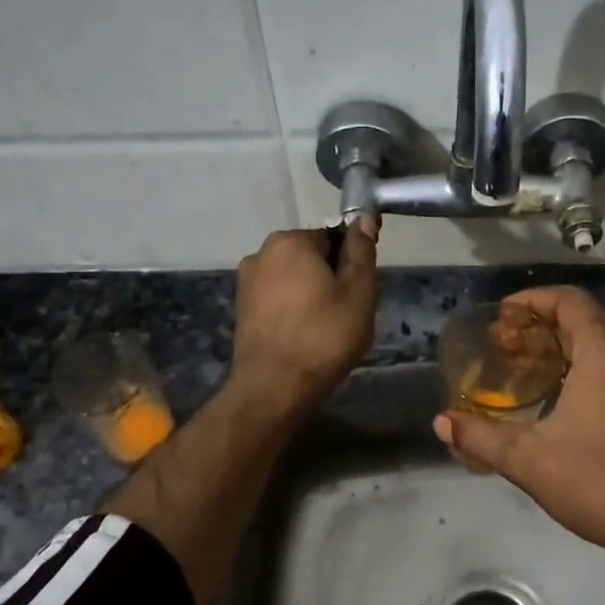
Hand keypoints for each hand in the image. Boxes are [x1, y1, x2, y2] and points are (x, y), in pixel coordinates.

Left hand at [229, 219, 379, 416]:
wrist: (274, 387)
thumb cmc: (324, 337)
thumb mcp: (358, 292)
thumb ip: (361, 251)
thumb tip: (363, 217)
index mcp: (290, 241)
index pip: (333, 237)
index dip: (351, 263)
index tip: (359, 292)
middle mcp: (262, 252)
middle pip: (311, 256)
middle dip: (330, 278)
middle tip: (346, 313)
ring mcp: (247, 281)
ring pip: (294, 279)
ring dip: (312, 295)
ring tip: (325, 328)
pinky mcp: (241, 307)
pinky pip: (278, 298)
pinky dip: (293, 310)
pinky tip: (304, 336)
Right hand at [433, 286, 604, 564]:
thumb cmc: (599, 483)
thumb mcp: (530, 460)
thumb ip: (481, 437)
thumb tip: (442, 423)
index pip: (568, 301)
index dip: (532, 301)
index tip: (502, 317)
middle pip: (585, 320)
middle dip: (542, 328)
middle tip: (506, 348)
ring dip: (567, 348)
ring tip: (532, 371)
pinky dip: (592, 367)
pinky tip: (569, 399)